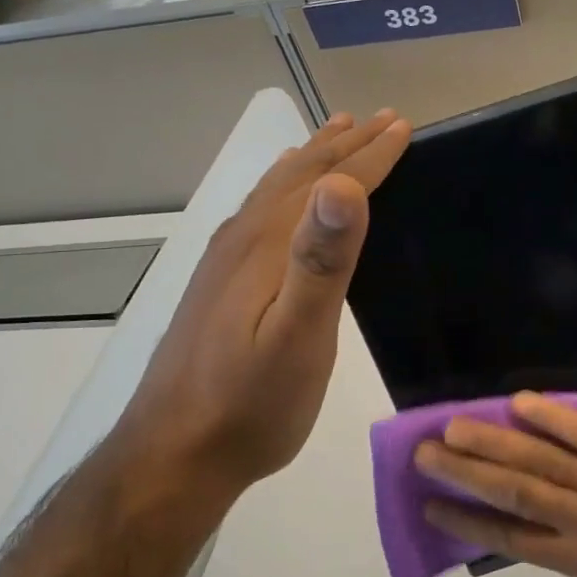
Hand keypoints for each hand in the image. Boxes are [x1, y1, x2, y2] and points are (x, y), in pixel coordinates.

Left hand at [117, 109, 411, 494]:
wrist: (172, 457)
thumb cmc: (250, 406)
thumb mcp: (297, 338)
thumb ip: (320, 261)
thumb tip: (343, 186)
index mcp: (268, 246)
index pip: (328, 184)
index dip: (370, 155)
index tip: (404, 127)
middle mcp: (244, 240)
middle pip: (300, 175)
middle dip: (346, 144)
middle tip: (384, 120)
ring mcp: (225, 261)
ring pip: (276, 189)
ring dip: (314, 157)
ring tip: (338, 133)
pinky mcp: (219, 283)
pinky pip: (260, 211)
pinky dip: (284, 186)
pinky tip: (283, 197)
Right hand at [415, 393, 576, 576]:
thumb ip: (576, 555)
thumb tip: (537, 528)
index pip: (509, 537)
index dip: (466, 521)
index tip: (431, 505)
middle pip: (512, 492)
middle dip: (464, 473)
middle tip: (424, 454)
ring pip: (539, 460)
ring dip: (493, 443)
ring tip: (454, 428)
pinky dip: (551, 417)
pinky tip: (520, 403)